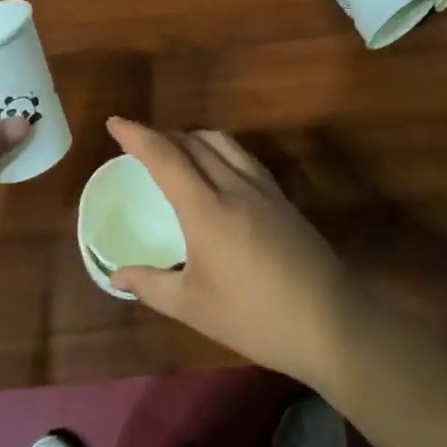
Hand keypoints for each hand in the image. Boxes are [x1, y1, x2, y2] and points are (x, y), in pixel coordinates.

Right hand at [106, 118, 355, 384]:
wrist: (331, 324)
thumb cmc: (255, 318)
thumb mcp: (193, 307)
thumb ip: (150, 285)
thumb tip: (115, 275)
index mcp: (206, 210)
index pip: (165, 157)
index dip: (137, 135)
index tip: (115, 123)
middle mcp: (234, 187)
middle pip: (193, 142)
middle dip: (162, 135)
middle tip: (139, 145)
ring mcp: (263, 189)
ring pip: (222, 142)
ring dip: (193, 137)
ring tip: (175, 151)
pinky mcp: (283, 198)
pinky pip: (243, 157)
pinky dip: (219, 149)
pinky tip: (217, 170)